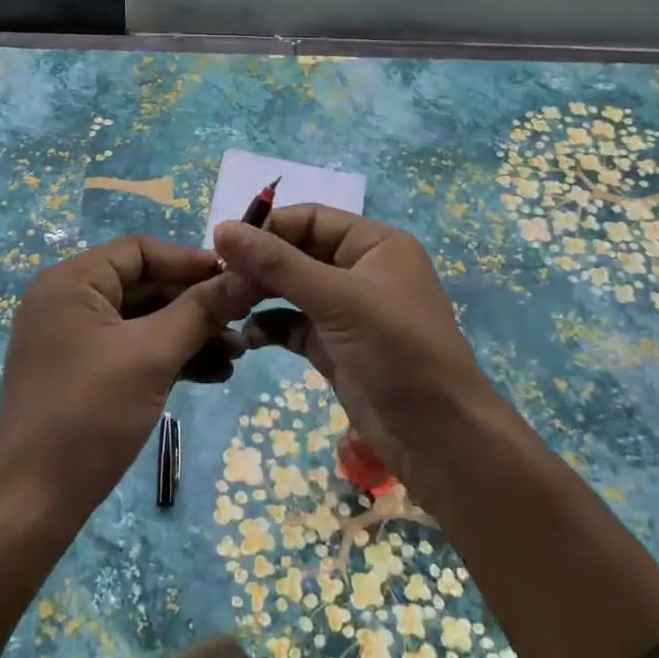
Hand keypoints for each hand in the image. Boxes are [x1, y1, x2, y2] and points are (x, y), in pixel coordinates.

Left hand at [0, 235, 255, 516]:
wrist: (34, 504)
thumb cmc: (90, 414)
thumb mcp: (152, 355)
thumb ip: (201, 310)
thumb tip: (248, 275)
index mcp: (71, 282)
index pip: (139, 250)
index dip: (190, 261)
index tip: (237, 280)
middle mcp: (68, 301)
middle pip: (144, 285)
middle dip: (196, 306)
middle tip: (244, 322)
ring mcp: (73, 339)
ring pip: (143, 321)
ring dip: (190, 334)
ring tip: (238, 355)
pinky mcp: (82, 372)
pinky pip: (133, 350)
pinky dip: (169, 359)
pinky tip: (213, 375)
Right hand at [212, 206, 499, 491]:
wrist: (440, 438)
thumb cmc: (397, 351)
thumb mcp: (337, 299)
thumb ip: (278, 263)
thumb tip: (221, 228)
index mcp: (374, 244)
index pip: (310, 219)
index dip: (267, 228)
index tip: (222, 244)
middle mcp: (360, 270)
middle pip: (297, 253)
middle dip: (260, 265)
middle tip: (219, 279)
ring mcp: (347, 310)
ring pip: (292, 289)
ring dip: (260, 295)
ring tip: (226, 306)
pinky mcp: (335, 346)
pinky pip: (293, 325)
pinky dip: (270, 327)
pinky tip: (248, 337)